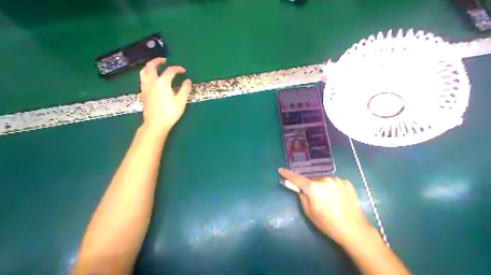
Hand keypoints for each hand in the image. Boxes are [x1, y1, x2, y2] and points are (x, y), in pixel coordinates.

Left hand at [138, 57, 192, 132]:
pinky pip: (143, 79)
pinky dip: (146, 74)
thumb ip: (185, 89)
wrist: (156, 123)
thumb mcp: (181, 101)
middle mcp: (152, 82)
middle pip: (151, 66)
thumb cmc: (170, 112)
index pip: (170, 71)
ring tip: (155, 66)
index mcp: (162, 82)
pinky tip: (151, 78)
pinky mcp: (143, 93)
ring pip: (144, 72)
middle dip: (157, 61)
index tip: (184, 71)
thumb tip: (187, 81)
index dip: (177, 69)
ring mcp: (146, 87)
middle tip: (164, 60)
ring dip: (149, 66)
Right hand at [280, 167, 372, 247]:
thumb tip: (300, 188)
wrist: (352, 228)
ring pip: (324, 181)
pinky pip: (334, 182)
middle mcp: (324, 179)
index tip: (280, 170)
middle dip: (311, 186)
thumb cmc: (327, 223)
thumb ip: (302, 197)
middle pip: (312, 180)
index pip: (297, 178)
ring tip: (330, 200)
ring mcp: (337, 179)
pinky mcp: (346, 182)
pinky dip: (333, 188)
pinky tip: (338, 198)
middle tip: (316, 198)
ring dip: (323, 186)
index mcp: (313, 188)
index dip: (287, 174)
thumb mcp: (309, 212)